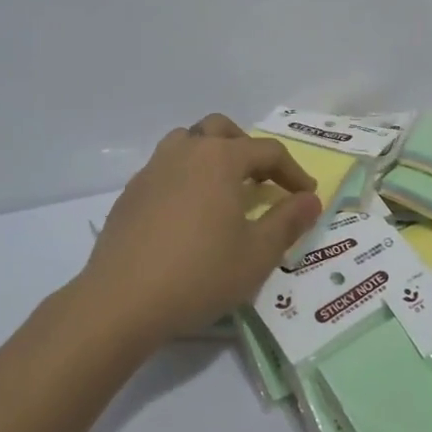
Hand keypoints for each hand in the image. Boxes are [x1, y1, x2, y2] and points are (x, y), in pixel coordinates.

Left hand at [78, 114, 322, 345]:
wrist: (121, 302)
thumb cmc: (199, 274)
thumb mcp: (257, 254)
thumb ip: (288, 221)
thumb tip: (311, 199)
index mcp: (220, 158)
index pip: (267, 151)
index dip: (292, 172)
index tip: (305, 196)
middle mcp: (186, 151)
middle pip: (222, 129)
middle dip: (247, 148)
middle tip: (261, 181)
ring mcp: (153, 169)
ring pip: (188, 142)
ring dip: (211, 155)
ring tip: (223, 190)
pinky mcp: (131, 193)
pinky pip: (165, 169)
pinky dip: (185, 178)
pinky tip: (188, 215)